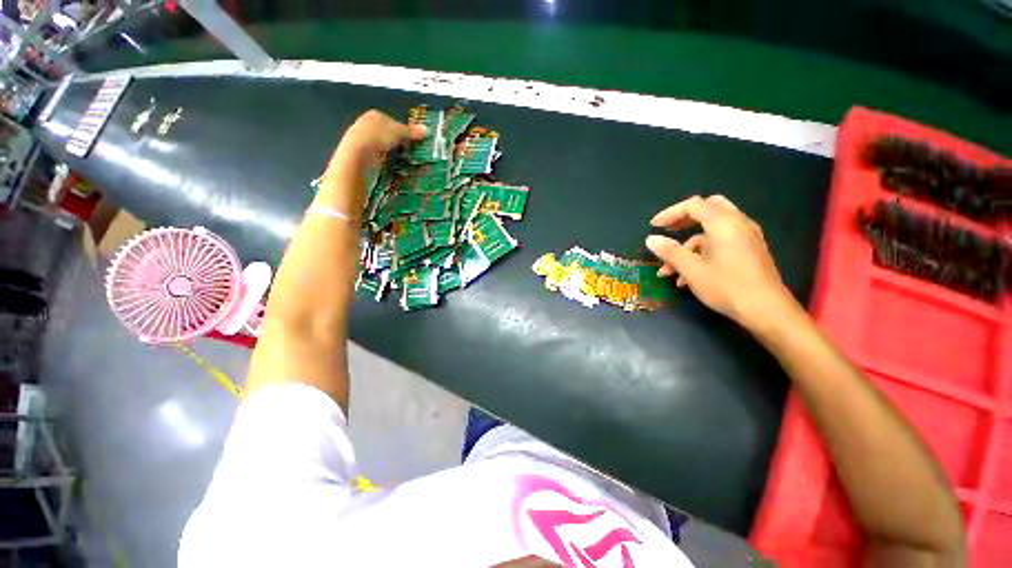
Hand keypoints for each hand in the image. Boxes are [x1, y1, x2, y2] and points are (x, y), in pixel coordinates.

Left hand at [321, 110, 426, 214]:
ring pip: (382, 148)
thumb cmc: (378, 137)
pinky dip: (384, 163)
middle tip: (409, 155)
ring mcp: (361, 140)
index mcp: (375, 115)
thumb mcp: (399, 133)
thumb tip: (427, 130)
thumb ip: (412, 132)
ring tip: (402, 164)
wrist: (357, 155)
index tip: (412, 143)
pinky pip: (377, 158)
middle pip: (387, 135)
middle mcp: (366, 125)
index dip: (403, 131)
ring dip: (391, 155)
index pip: (392, 121)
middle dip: (397, 144)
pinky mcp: (360, 155)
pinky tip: (390, 169)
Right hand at [645, 195, 798, 329]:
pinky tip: (687, 277)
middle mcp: (737, 224)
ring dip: (689, 246)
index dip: (670, 213)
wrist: (766, 310)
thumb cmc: (727, 286)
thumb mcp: (691, 269)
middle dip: (684, 220)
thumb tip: (651, 239)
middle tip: (668, 231)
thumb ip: (670, 251)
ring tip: (670, 269)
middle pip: (707, 209)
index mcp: (723, 223)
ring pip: (712, 230)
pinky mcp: (748, 251)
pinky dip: (702, 253)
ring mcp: (746, 237)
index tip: (654, 226)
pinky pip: (721, 243)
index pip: (693, 205)